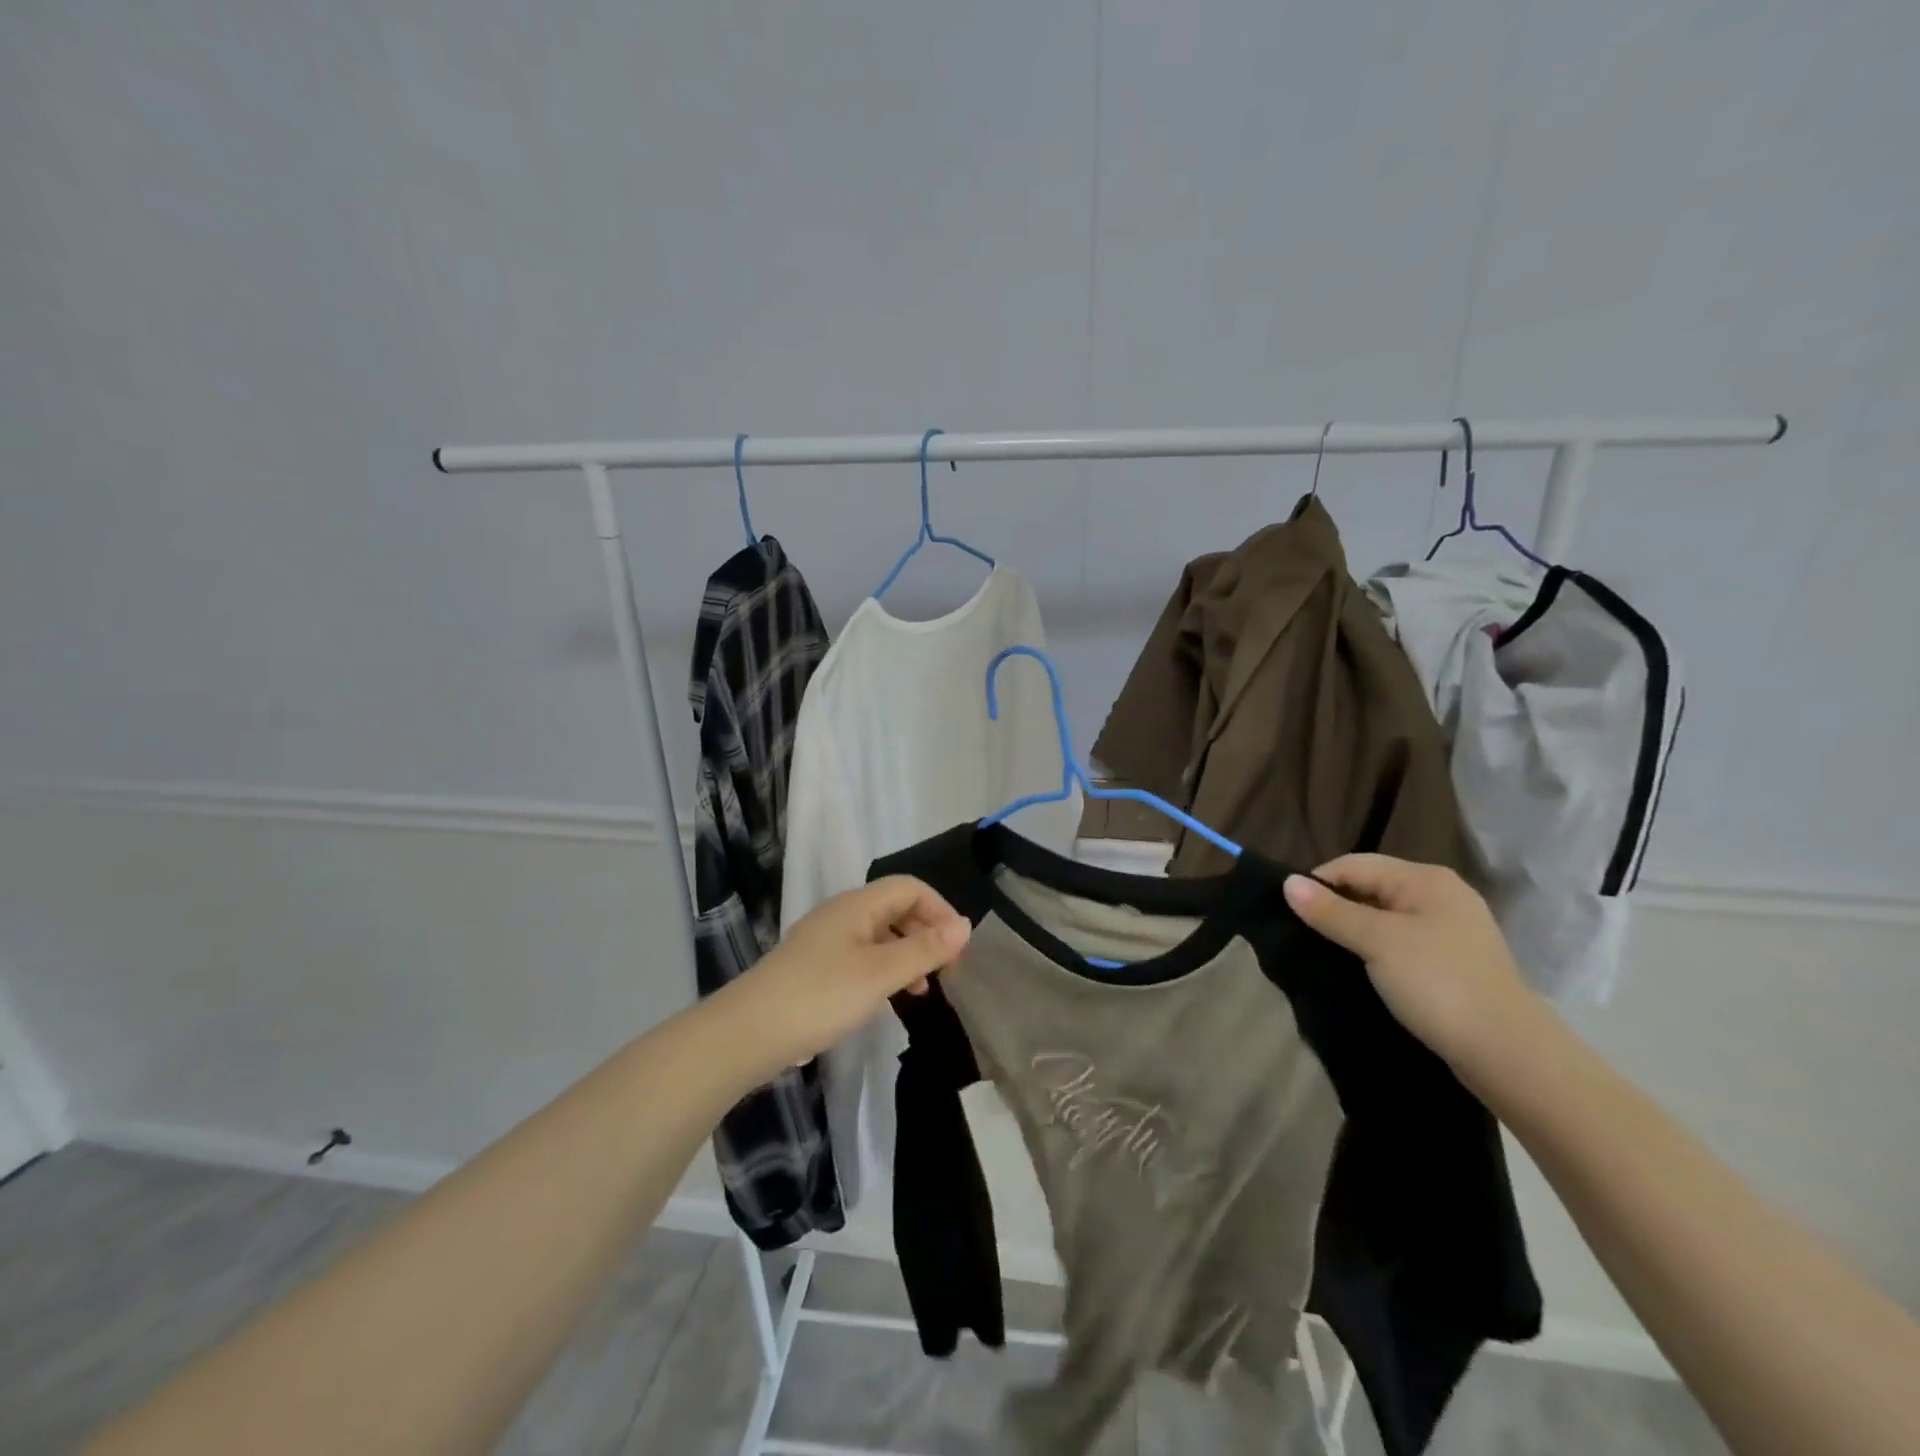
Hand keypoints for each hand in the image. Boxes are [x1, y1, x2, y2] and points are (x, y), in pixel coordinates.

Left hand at [725, 877, 971, 1078]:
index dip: (939, 910)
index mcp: (857, 905)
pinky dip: (883, 970)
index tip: (957, 949)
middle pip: (895, 908)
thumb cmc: (820, 996)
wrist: (747, 1032)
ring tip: (922, 990)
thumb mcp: (881, 974)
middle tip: (945, 970)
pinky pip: (861, 956)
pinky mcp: (813, 968)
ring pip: (878, 934)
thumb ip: (924, 949)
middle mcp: (841, 914)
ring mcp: (824, 941)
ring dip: (906, 954)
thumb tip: (965, 925)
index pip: (910, 887)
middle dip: (925, 932)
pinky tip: (887, 998)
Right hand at [1283, 854, 1544, 1081]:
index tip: (1290, 913)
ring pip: (1384, 918)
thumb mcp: (1377, 942)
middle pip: (1370, 888)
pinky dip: (1375, 951)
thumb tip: (1287, 882)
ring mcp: (1450, 930)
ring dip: (1354, 931)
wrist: (1509, 1054)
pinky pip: (1400, 943)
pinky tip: (1360, 969)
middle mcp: (1440, 895)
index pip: (1354, 864)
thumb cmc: (1439, 983)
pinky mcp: (1452, 962)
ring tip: (1326, 953)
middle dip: (1335, 907)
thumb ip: (1331, 911)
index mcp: (1425, 879)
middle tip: (1304, 935)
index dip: (1319, 883)